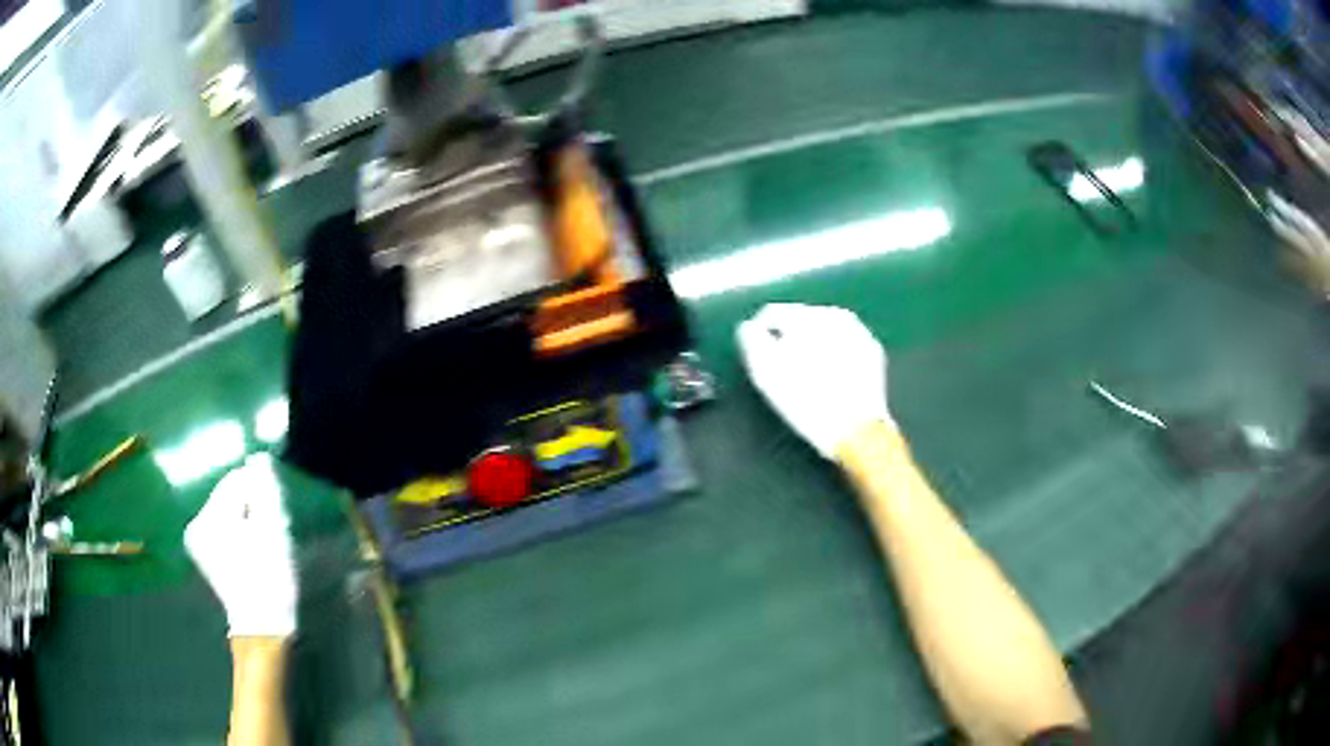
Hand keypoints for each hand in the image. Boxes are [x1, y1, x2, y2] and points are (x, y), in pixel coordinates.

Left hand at [185, 454, 297, 637]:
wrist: (264, 626)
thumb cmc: (269, 576)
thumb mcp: (273, 529)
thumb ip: (264, 489)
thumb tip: (258, 459)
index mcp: (210, 515)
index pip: (235, 481)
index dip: (259, 493)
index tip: (274, 516)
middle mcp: (196, 523)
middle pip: (229, 497)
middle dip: (250, 507)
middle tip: (270, 532)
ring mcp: (197, 541)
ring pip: (226, 513)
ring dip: (245, 521)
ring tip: (262, 546)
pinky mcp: (203, 555)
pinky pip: (222, 530)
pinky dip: (238, 534)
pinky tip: (250, 554)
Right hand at [736, 303, 890, 457]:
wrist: (857, 430)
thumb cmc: (806, 401)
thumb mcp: (766, 373)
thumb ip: (752, 342)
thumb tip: (750, 328)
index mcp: (809, 315)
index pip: (772, 314)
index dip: (759, 336)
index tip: (759, 361)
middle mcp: (836, 314)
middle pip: (800, 321)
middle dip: (788, 340)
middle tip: (783, 371)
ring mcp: (859, 332)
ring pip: (823, 333)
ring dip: (811, 348)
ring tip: (805, 377)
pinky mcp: (873, 353)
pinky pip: (843, 347)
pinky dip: (833, 357)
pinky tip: (828, 380)